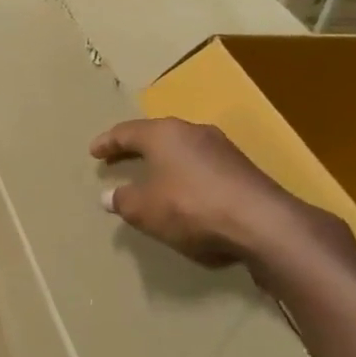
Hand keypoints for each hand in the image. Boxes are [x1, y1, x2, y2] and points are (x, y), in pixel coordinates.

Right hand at [91, 117, 316, 268]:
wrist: (262, 224)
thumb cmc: (189, 208)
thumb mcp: (143, 210)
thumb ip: (122, 201)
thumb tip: (109, 196)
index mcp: (164, 134)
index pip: (126, 132)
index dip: (107, 142)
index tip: (94, 152)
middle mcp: (194, 132)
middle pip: (157, 136)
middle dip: (136, 148)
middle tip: (118, 159)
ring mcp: (223, 149)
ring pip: (182, 150)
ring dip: (163, 162)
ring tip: (149, 176)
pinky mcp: (242, 170)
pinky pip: (201, 166)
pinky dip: (184, 175)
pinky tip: (181, 193)